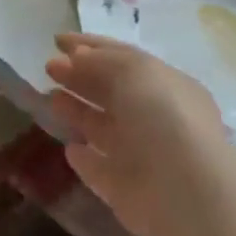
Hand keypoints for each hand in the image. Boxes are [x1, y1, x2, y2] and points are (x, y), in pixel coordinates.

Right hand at [45, 32, 235, 235]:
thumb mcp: (133, 71)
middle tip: (48, 67)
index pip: (124, 58)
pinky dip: (85, 158)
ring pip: (103, 128)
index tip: (56, 40)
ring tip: (50, 98)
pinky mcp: (127, 191)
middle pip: (112, 92)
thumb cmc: (163, 118)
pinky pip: (100, 169)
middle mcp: (156, 118)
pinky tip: (69, 149)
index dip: (90, 46)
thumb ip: (100, 61)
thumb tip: (75, 57)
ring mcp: (142, 156)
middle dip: (80, 77)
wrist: (187, 195)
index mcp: (166, 85)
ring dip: (77, 111)